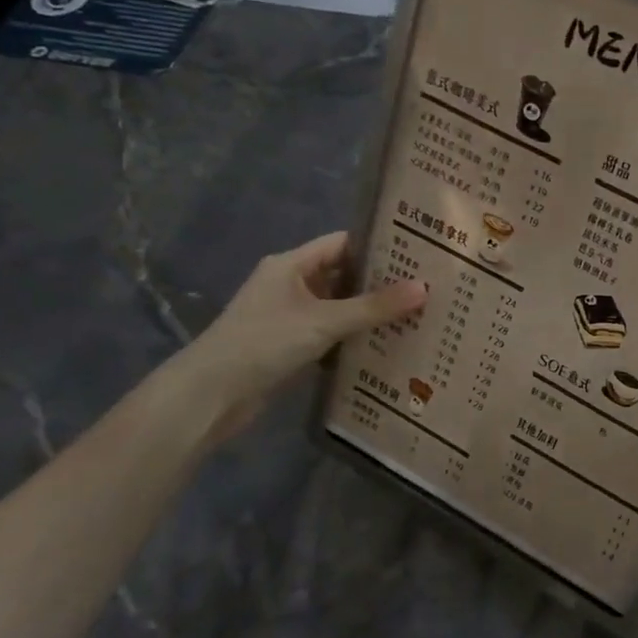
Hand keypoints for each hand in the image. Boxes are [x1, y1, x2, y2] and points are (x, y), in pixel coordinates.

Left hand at [171, 232, 425, 439]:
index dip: (378, 245)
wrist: (212, 394)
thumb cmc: (264, 342)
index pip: (343, 243)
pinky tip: (385, 345)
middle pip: (343, 275)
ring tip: (415, 315)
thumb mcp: (324, 321)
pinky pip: (331, 332)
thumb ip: (374, 306)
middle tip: (426, 287)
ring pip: (338, 306)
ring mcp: (289, 316)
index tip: (417, 253)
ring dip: (369, 312)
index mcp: (291, 265)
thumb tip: (424, 288)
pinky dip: (354, 336)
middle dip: (380, 282)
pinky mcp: (290, 344)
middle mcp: (290, 284)